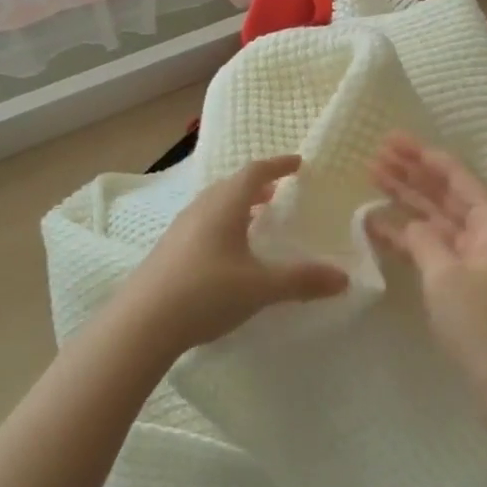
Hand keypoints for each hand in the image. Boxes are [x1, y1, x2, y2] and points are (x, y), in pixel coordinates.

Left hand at [117, 155, 348, 355]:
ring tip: (256, 219)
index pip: (254, 172)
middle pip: (232, 185)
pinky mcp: (169, 250)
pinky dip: (223, 224)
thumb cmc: (206, 292)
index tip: (298, 163)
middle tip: (278, 192)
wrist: (142, 322)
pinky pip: (203, 223)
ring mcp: (180, 228)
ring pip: (215, 204)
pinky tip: (228, 252)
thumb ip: (302, 281)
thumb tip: (344, 277)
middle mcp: (201, 208)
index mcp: (224, 205)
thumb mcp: (260, 288)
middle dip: (257, 185)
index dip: (278, 164)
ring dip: (238, 205)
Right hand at [371, 135, 486, 413]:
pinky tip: (380, 226)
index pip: (455, 176)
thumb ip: (422, 239)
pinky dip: (410, 236)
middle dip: (411, 174)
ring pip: (437, 219)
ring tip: (373, 179)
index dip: (422, 155)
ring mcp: (477, 258)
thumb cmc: (482, 323)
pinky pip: (434, 246)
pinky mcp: (466, 282)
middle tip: (375, 155)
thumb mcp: (445, 274)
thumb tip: (407, 224)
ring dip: (406, 201)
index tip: (392, 138)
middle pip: (445, 193)